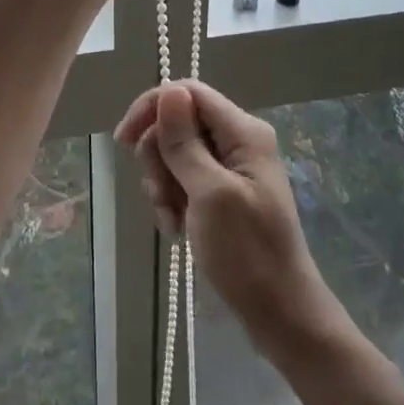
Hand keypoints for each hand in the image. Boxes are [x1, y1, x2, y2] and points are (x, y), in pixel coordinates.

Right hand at [115, 80, 347, 365]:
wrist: (280, 315)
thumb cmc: (247, 254)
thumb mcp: (210, 194)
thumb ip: (186, 142)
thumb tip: (169, 89)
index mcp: (243, 132)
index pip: (188, 92)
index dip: (153, 108)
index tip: (123, 141)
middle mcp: (238, 142)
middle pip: (179, 123)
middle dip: (159, 156)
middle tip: (161, 195)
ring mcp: (232, 169)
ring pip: (177, 154)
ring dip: (164, 184)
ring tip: (172, 219)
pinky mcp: (224, 194)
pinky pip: (185, 181)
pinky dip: (174, 201)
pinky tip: (177, 229)